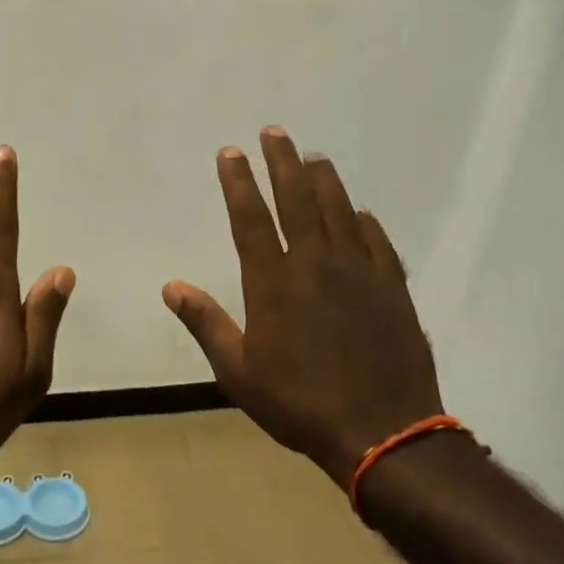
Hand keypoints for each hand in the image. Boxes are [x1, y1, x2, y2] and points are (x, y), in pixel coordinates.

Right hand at [161, 126, 444, 487]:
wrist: (383, 431)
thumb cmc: (300, 402)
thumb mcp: (239, 371)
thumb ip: (206, 323)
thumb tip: (171, 286)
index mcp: (273, 282)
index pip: (250, 217)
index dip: (238, 182)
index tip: (230, 152)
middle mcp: (316, 263)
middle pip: (296, 199)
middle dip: (281, 161)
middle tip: (274, 132)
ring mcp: (360, 271)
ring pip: (339, 210)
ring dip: (324, 180)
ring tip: (313, 156)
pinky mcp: (393, 287)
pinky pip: (377, 241)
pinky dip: (365, 222)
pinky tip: (360, 212)